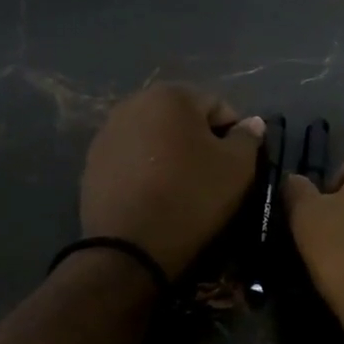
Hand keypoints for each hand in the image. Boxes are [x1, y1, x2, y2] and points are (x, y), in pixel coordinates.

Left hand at [81, 84, 264, 276]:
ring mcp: (107, 132)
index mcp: (171, 95)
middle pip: (183, 119)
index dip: (234, 136)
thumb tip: (251, 123)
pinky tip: (154, 197)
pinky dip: (146, 171)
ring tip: (181, 189)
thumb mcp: (237, 168)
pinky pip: (132, 159)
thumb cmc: (191, 197)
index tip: (237, 167)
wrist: (129, 248)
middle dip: (199, 142)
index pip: (218, 107)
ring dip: (172, 155)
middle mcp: (134, 103)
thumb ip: (248, 138)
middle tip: (211, 178)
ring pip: (155, 139)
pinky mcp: (92, 162)